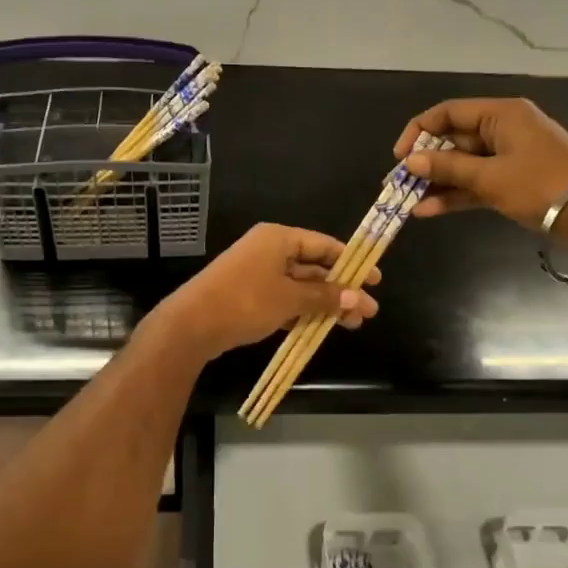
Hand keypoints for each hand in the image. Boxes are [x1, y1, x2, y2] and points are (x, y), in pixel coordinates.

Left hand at [155, 224, 380, 359]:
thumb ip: (325, 296)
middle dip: (341, 289)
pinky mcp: (250, 296)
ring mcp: (257, 273)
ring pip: (300, 286)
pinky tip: (322, 328)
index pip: (323, 245)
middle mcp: (269, 250)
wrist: (192, 324)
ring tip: (352, 324)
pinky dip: (303, 311)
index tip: (375, 280)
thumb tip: (358, 298)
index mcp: (279, 239)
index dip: (351, 262)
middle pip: (314, 267)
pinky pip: (285, 299)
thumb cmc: (245, 301)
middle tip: (369, 310)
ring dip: (325, 303)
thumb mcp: (290, 298)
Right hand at [395, 98, 567, 230]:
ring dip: (437, 183)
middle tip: (397, 184)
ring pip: (463, 165)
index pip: (448, 113)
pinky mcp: (514, 181)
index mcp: (500, 114)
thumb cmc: (542, 185)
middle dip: (425, 163)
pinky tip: (428, 211)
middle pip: (454, 139)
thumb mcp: (490, 177)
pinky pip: (477, 182)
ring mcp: (509, 156)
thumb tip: (409, 162)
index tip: (399, 157)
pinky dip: (456, 195)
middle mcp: (503, 129)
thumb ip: (448, 169)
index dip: (419, 132)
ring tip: (407, 202)